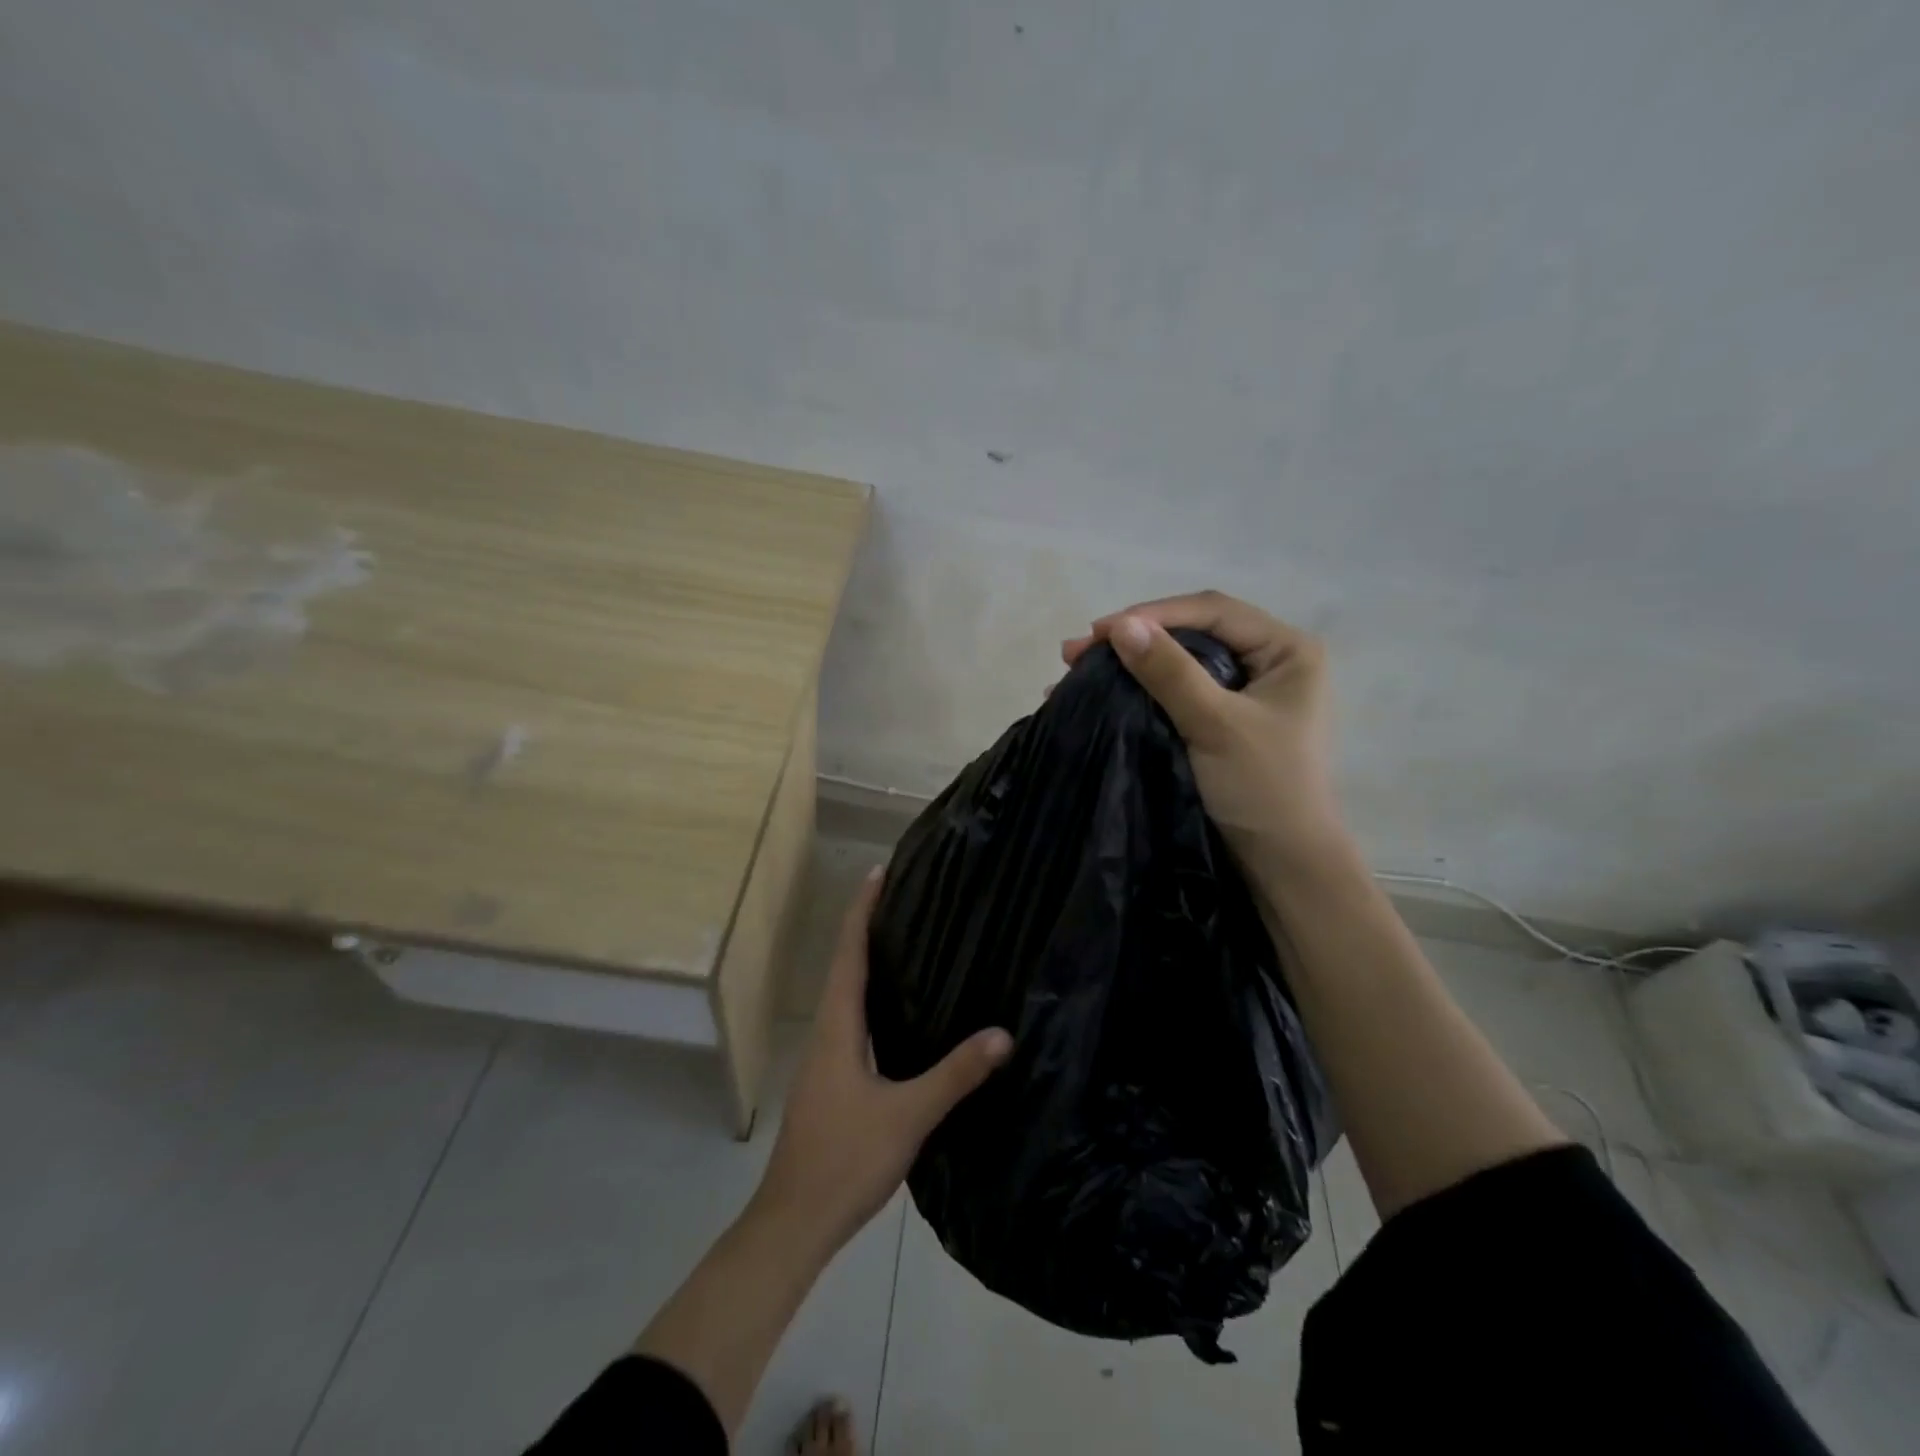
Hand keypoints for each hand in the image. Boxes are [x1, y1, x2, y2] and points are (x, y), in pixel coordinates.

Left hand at [750, 868, 1013, 1253]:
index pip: (849, 953)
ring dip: (867, 961)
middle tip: (903, 896)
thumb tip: (1003, 1034)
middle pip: (845, 965)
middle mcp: (826, 1032)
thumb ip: (955, 1074)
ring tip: (904, 939)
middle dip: (868, 927)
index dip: (862, 910)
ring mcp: (824, 1058)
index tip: (878, 872)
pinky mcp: (830, 1080)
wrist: (794, 1222)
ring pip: (845, 994)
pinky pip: (850, 1020)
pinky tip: (896, 1011)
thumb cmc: (845, 1159)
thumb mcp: (909, 1114)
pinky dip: (870, 997)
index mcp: (837, 1027)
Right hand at [1063, 590, 1349, 881]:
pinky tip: (1104, 692)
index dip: (1154, 613)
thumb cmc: (1263, 788)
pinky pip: (1179, 691)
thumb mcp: (1214, 724)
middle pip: (1195, 633)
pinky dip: (1141, 690)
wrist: (1283, 865)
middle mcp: (1271, 662)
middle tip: (1077, 651)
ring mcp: (1248, 693)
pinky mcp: (1226, 721)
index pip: (1214, 611)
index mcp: (1287, 650)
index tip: (1100, 630)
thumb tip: (1120, 625)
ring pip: (1182, 663)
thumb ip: (1169, 672)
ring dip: (1132, 664)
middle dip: (1136, 639)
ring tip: (1077, 669)